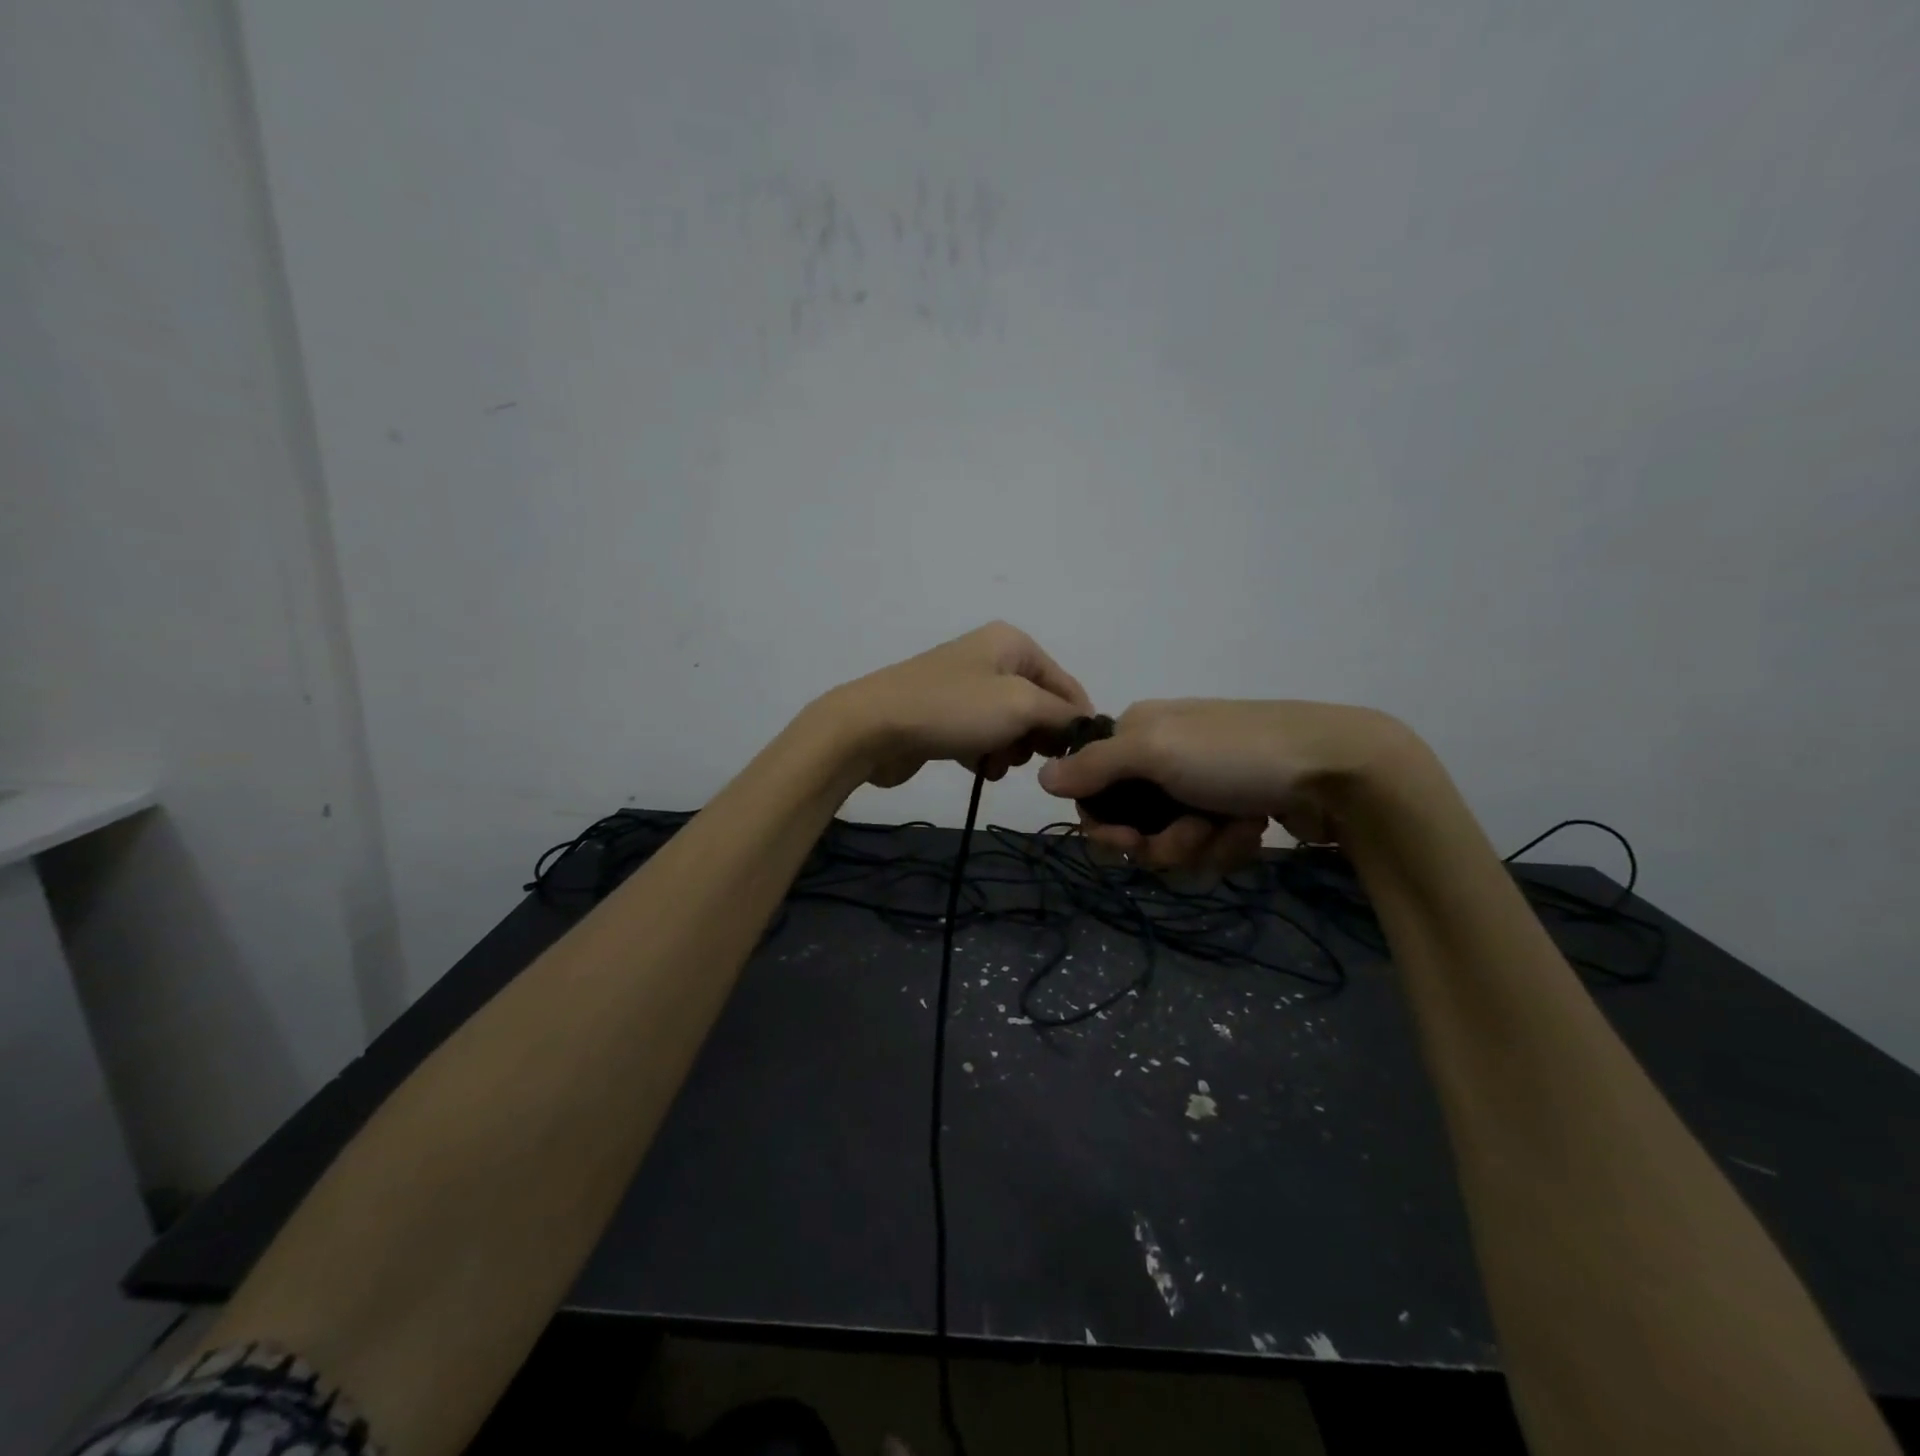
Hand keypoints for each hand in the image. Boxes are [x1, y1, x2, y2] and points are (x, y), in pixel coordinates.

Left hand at [818, 622, 1094, 787]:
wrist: (874, 727)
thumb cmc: (954, 709)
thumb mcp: (1021, 706)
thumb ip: (1062, 715)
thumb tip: (1085, 725)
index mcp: (1013, 643)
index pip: (1067, 684)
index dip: (1076, 722)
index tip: (1079, 759)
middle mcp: (991, 658)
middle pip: (1040, 705)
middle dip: (1038, 737)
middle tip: (1031, 759)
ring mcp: (965, 687)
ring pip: (1011, 726)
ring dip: (1011, 750)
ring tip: (997, 763)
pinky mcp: (945, 716)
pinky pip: (982, 737)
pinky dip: (985, 754)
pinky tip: (979, 767)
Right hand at [1037, 698, 1418, 869]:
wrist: (1339, 769)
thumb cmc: (1237, 754)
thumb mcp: (1156, 751)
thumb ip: (1096, 766)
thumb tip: (1041, 777)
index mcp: (1141, 731)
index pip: (1095, 785)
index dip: (1105, 821)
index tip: (1124, 841)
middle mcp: (1167, 754)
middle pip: (1134, 820)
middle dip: (1160, 840)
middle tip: (1190, 836)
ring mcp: (1205, 782)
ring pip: (1172, 839)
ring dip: (1198, 845)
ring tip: (1232, 830)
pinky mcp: (1237, 807)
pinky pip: (1209, 843)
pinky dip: (1227, 844)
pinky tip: (1253, 829)